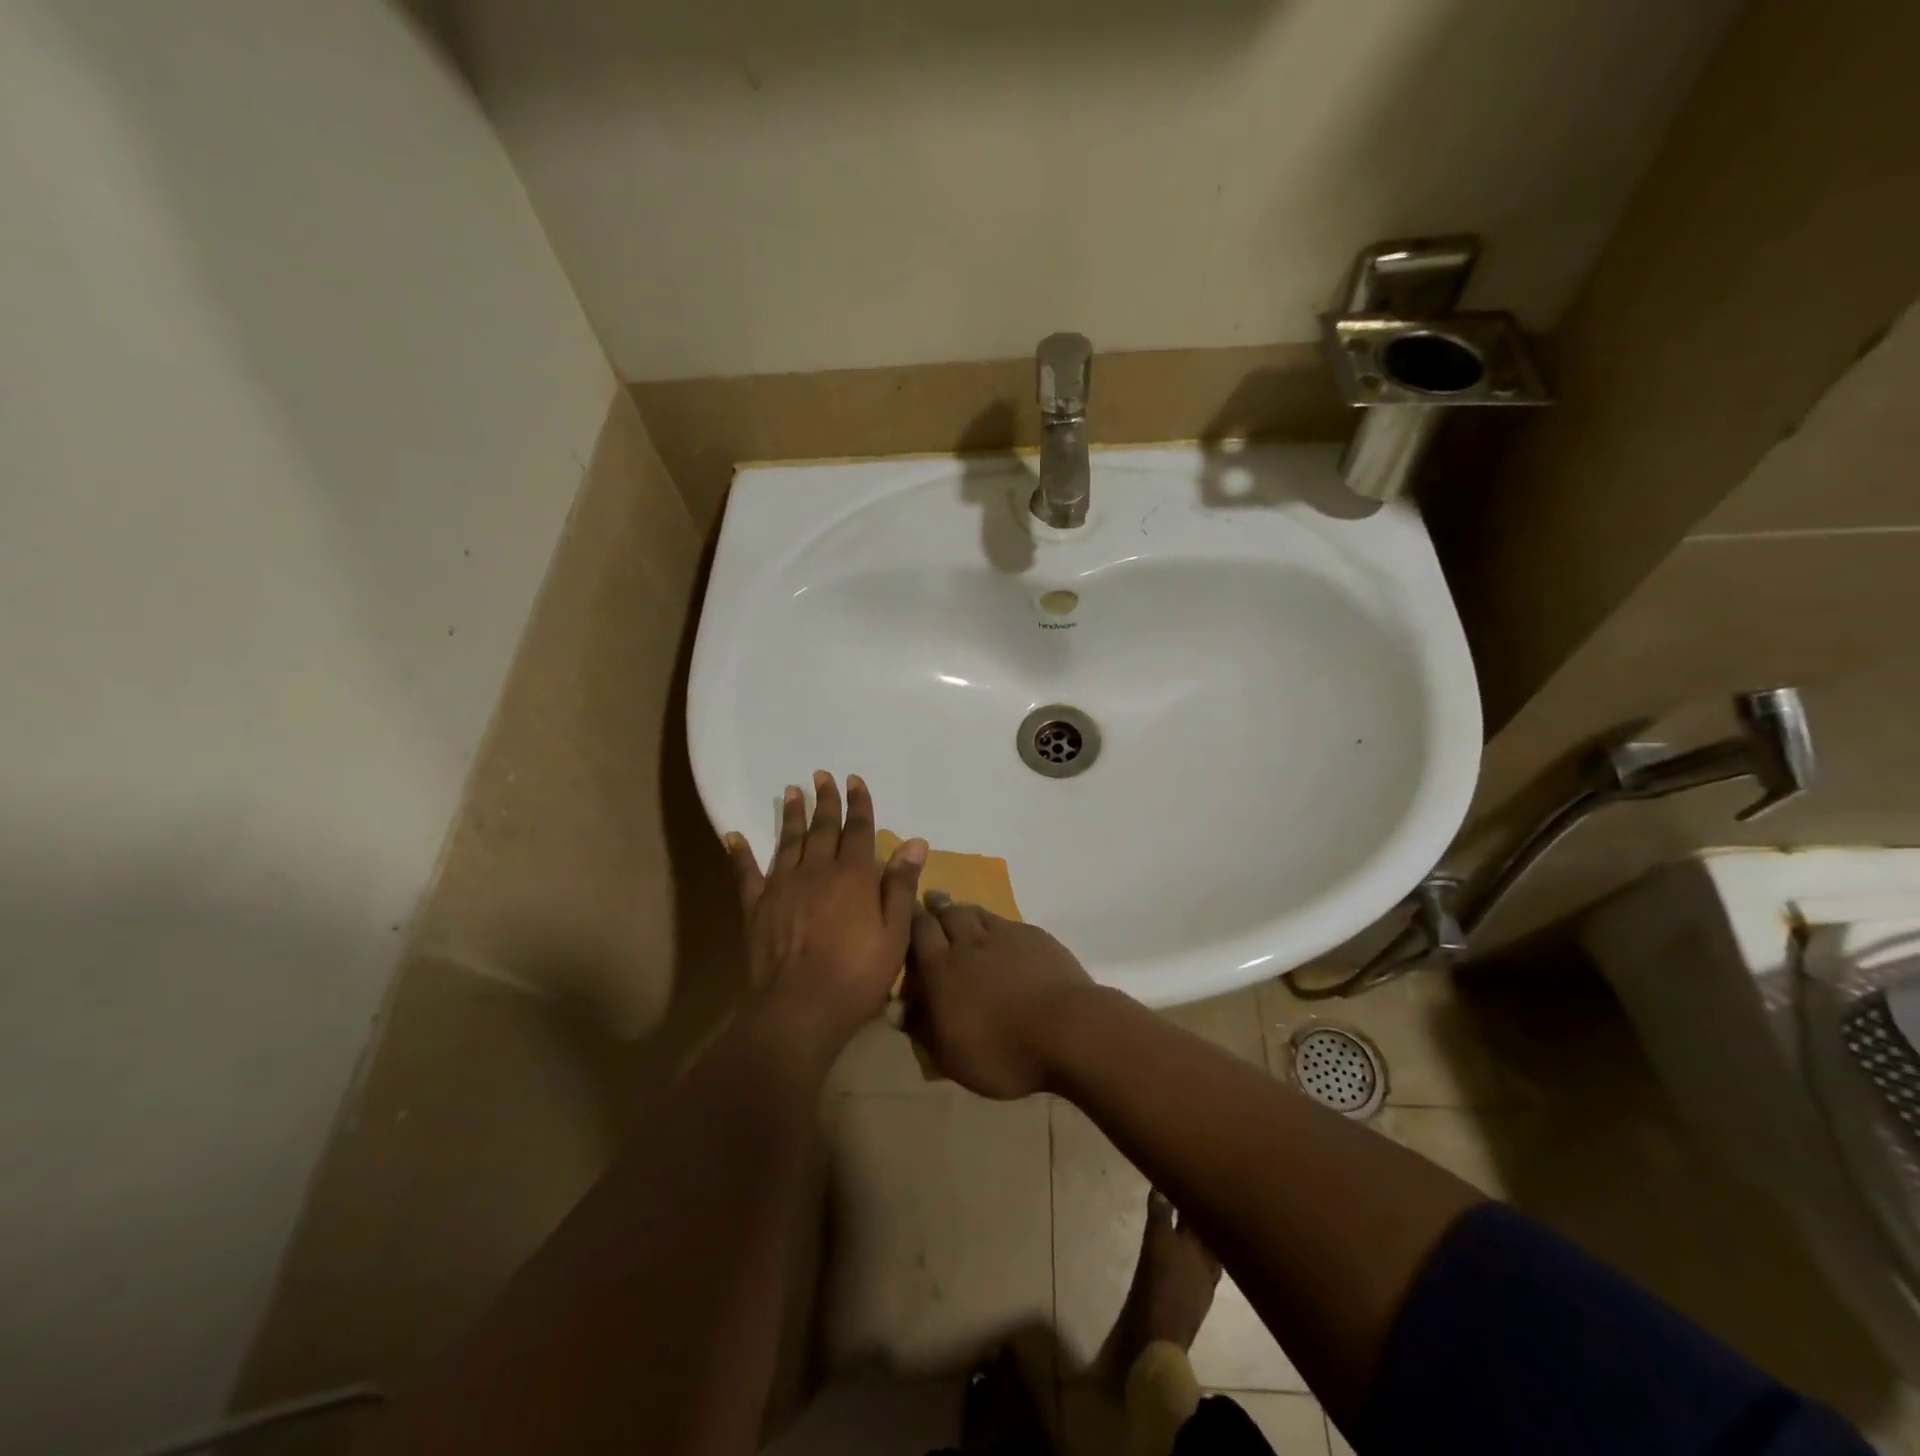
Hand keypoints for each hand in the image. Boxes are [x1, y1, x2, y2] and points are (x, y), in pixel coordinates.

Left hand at [723, 773, 926, 1056]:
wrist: (798, 1009)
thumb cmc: (856, 974)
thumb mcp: (894, 934)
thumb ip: (901, 885)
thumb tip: (915, 842)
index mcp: (853, 875)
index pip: (858, 829)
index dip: (859, 803)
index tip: (854, 780)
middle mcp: (816, 870)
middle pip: (822, 828)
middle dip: (825, 800)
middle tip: (822, 775)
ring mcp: (782, 886)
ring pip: (788, 841)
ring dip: (791, 815)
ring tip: (792, 791)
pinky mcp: (756, 906)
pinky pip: (745, 873)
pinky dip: (739, 853)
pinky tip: (732, 836)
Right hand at [904, 894, 1095, 1098]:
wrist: (1067, 1031)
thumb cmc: (1002, 1052)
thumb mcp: (951, 1056)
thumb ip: (922, 1028)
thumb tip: (896, 1009)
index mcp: (941, 969)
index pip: (918, 932)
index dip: (910, 919)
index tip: (906, 911)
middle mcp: (969, 943)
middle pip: (947, 914)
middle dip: (936, 906)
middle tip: (930, 899)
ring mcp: (1005, 935)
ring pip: (977, 913)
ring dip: (964, 909)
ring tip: (958, 908)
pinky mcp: (1035, 937)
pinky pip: (1007, 922)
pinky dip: (995, 923)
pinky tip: (999, 930)